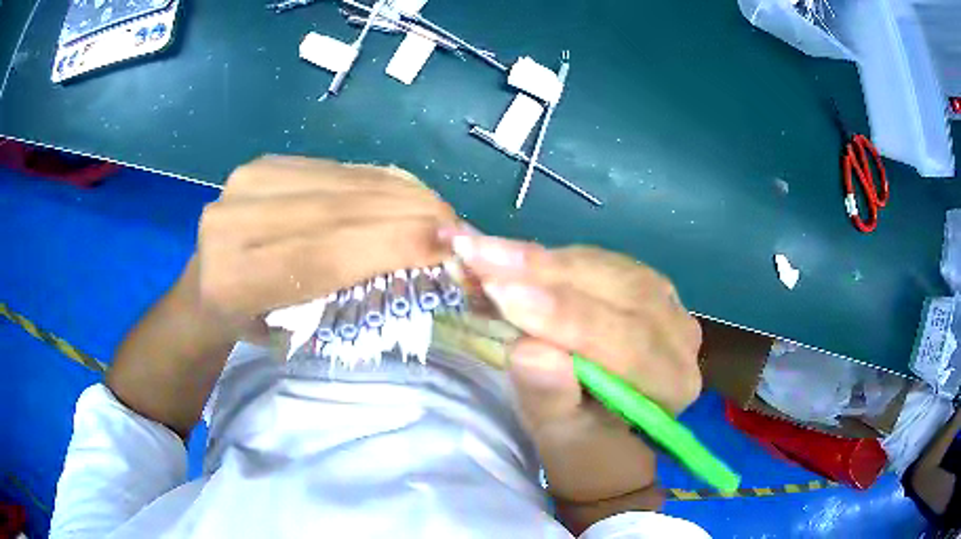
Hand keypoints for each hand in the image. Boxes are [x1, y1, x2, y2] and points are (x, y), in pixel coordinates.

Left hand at [196, 156, 455, 329]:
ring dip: (401, 194)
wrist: (206, 287)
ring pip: (342, 182)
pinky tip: (406, 195)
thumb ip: (349, 291)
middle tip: (458, 227)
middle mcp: (233, 220)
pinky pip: (336, 168)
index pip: (323, 253)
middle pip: (337, 209)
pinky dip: (378, 182)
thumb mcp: (296, 331)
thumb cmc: (253, 325)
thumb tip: (423, 257)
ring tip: (439, 212)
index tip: (450, 246)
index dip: (391, 244)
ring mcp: (247, 181)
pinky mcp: (264, 163)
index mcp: (234, 279)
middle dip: (408, 214)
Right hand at [447, 229, 701, 510]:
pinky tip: (511, 255)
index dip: (566, 318)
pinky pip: (597, 261)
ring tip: (485, 252)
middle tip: (479, 256)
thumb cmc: (585, 452)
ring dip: (542, 259)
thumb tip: (528, 349)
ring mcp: (664, 304)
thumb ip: (549, 398)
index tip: (505, 296)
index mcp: (671, 384)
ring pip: (606, 267)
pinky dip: (550, 258)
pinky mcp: (639, 286)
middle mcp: (679, 337)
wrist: (605, 444)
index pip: (627, 342)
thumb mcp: (560, 439)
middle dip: (545, 274)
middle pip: (620, 291)